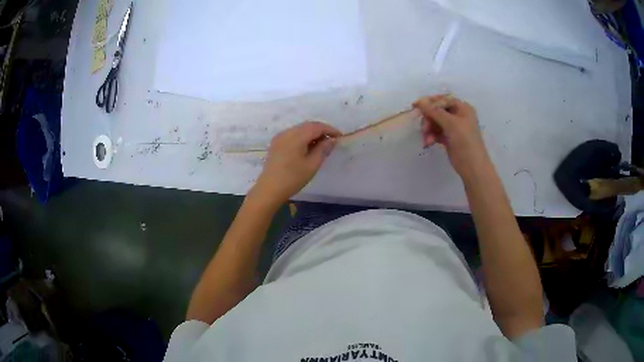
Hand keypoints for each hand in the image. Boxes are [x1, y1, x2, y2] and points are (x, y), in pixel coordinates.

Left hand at [252, 121, 340, 206]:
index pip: (316, 126)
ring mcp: (279, 137)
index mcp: (297, 136)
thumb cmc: (292, 178)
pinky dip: (302, 138)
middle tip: (332, 141)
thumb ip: (323, 149)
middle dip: (321, 131)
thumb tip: (331, 140)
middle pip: (307, 126)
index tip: (340, 136)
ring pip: (299, 130)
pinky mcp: (276, 144)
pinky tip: (307, 148)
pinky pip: (292, 135)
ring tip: (321, 145)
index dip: (330, 129)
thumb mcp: (312, 165)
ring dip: (311, 134)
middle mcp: (287, 132)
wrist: (269, 189)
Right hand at [413, 95, 489, 176]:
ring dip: (429, 130)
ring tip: (426, 140)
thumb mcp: (451, 124)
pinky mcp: (449, 138)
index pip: (443, 100)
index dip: (430, 102)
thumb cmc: (465, 142)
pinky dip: (431, 136)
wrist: (473, 167)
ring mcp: (453, 128)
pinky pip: (436, 132)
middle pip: (437, 111)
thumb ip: (434, 111)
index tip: (416, 106)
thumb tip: (419, 101)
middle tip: (424, 129)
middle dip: (429, 119)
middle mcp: (458, 116)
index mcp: (463, 108)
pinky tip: (428, 143)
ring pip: (435, 122)